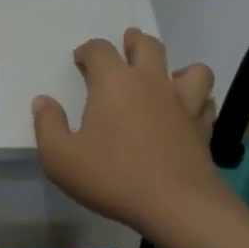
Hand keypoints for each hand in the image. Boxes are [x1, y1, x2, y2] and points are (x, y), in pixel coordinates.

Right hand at [32, 29, 220, 232]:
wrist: (175, 204)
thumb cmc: (113, 177)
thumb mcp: (61, 159)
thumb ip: (47, 126)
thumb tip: (43, 102)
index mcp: (113, 82)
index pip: (99, 49)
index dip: (88, 50)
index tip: (81, 60)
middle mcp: (150, 81)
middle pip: (147, 45)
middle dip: (134, 42)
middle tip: (126, 48)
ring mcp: (182, 101)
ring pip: (190, 68)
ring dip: (177, 68)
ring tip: (166, 78)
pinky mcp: (202, 125)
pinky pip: (205, 101)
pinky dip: (198, 101)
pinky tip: (188, 111)